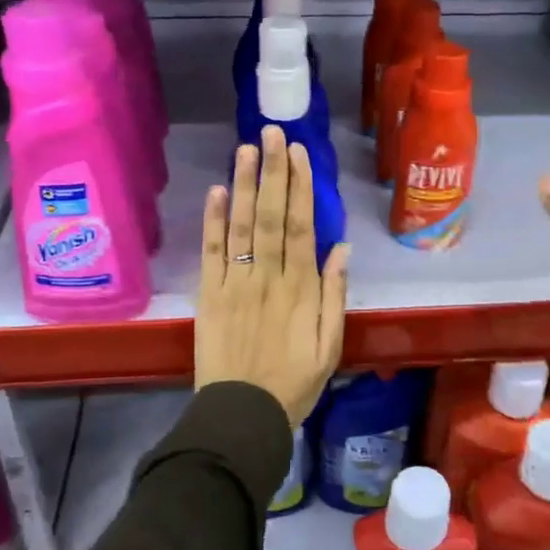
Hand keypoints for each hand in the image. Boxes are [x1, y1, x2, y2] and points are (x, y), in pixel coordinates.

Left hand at [197, 125, 349, 427]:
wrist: (243, 415)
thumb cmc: (294, 382)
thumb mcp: (331, 345)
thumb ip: (335, 295)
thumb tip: (340, 248)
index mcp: (301, 287)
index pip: (301, 226)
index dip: (300, 187)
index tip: (299, 154)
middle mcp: (268, 276)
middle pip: (271, 215)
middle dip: (272, 172)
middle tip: (272, 134)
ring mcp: (236, 283)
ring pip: (241, 226)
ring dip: (243, 185)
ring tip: (246, 149)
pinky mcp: (209, 295)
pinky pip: (211, 252)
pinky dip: (213, 221)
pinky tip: (217, 191)